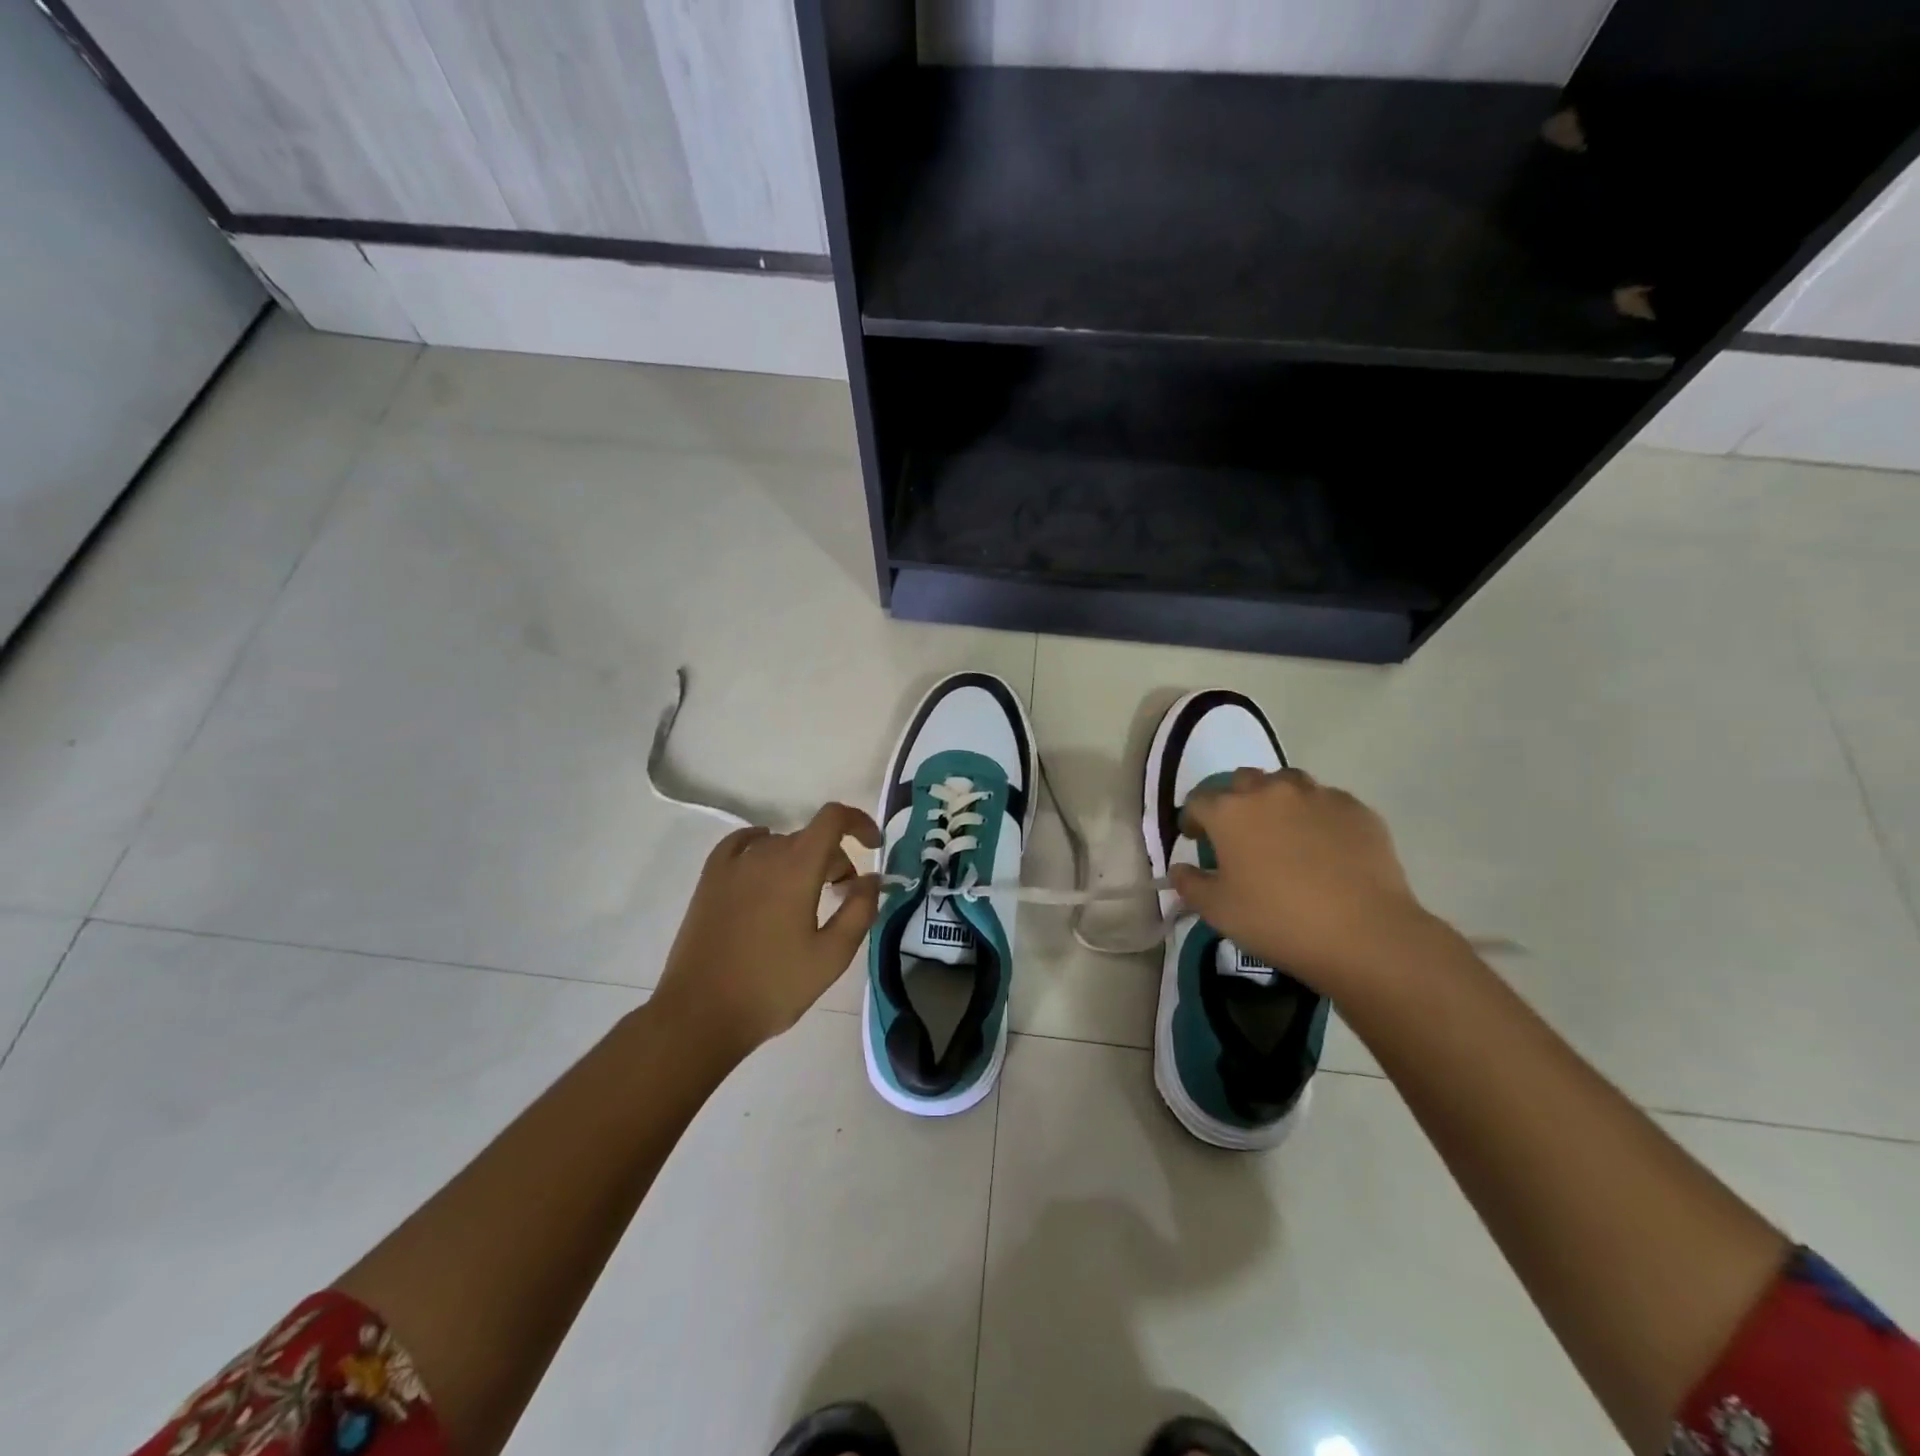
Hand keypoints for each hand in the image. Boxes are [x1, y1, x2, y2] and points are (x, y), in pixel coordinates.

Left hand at [652, 803, 882, 1056]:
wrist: (700, 1013)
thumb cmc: (773, 986)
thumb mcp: (832, 955)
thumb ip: (860, 909)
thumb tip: (872, 878)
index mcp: (798, 867)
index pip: (833, 818)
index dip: (858, 822)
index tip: (874, 845)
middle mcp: (764, 853)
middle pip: (810, 837)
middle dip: (835, 858)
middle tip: (844, 896)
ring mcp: (732, 865)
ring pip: (779, 844)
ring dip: (802, 860)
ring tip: (807, 897)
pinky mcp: (709, 880)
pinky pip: (742, 845)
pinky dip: (763, 848)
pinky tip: (765, 868)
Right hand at [1169, 768, 1434, 988]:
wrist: (1364, 934)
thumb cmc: (1277, 921)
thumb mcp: (1218, 911)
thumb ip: (1190, 884)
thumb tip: (1179, 869)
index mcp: (1229, 811)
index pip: (1198, 801)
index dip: (1192, 819)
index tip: (1196, 839)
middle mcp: (1270, 791)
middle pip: (1243, 781)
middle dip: (1235, 801)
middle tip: (1240, 833)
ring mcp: (1316, 796)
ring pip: (1287, 783)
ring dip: (1276, 800)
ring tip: (1283, 831)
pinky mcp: (1355, 809)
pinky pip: (1326, 802)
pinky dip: (1317, 816)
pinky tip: (1324, 845)